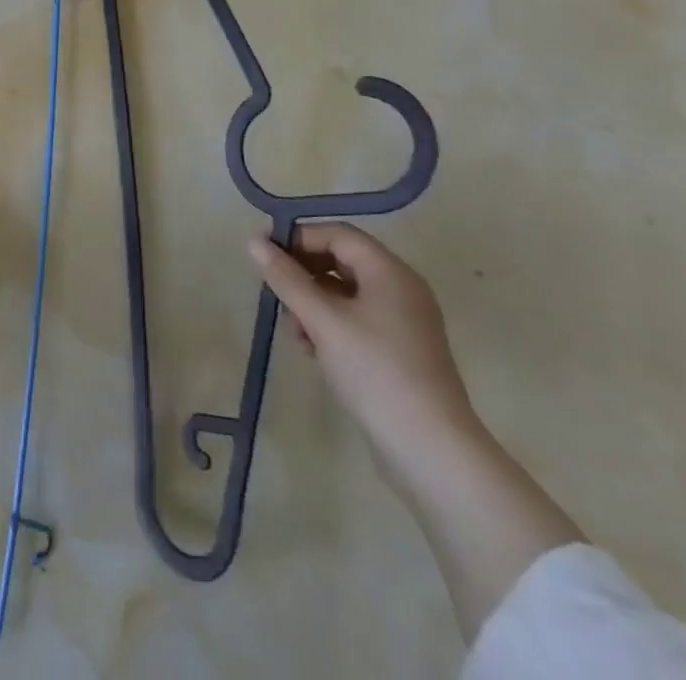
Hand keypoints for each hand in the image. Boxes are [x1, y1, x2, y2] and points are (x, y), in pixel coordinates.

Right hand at [248, 222, 477, 479]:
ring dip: (313, 303)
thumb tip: (254, 242)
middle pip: (342, 261)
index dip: (299, 238)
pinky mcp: (401, 351)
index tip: (266, 258)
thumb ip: (286, 278)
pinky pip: (357, 320)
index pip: (337, 234)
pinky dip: (331, 325)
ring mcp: (404, 322)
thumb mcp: (322, 320)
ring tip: (294, 332)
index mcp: (390, 271)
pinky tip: (313, 350)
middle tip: (277, 296)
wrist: (431, 451)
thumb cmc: (374, 371)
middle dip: (304, 275)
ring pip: (346, 293)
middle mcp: (401, 288)